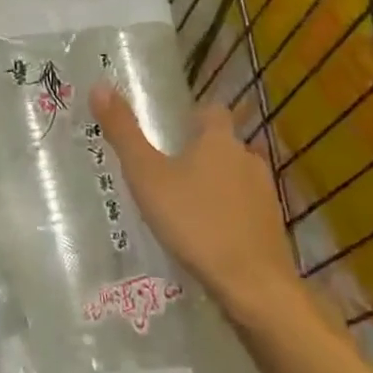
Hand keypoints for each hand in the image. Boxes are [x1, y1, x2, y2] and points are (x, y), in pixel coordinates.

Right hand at [90, 82, 303, 328]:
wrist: (254, 286)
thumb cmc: (195, 222)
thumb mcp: (147, 176)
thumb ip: (123, 133)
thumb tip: (100, 86)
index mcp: (219, 140)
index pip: (212, 110)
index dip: (194, 115)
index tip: (173, 127)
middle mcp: (247, 159)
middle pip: (225, 144)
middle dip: (202, 152)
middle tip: (169, 168)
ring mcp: (265, 195)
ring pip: (237, 177)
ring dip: (216, 184)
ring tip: (186, 203)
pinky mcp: (272, 228)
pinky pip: (246, 209)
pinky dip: (229, 213)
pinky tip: (208, 234)